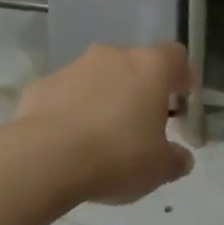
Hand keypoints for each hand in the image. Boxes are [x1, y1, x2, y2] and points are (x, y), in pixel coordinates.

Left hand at [15, 42, 195, 204]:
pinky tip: (69, 143)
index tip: (181, 103)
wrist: (46, 159)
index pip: (175, 56)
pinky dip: (71, 111)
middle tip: (141, 127)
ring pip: (98, 78)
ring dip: (104, 99)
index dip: (182, 78)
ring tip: (101, 139)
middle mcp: (113, 56)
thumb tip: (182, 158)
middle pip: (134, 66)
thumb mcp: (159, 168)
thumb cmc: (118, 155)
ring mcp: (73, 67)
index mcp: (150, 67)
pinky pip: (66, 95)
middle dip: (140, 91)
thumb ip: (175, 160)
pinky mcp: (42, 85)